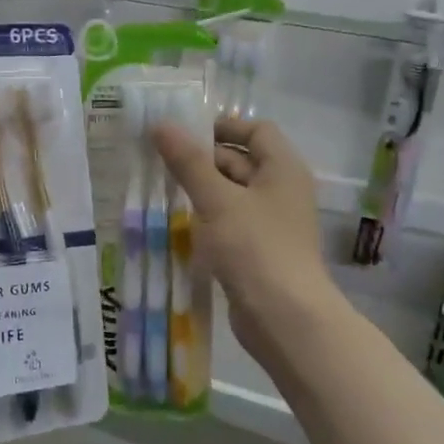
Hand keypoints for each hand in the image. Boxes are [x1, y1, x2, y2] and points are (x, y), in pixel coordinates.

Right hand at [152, 117, 333, 368]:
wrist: (284, 318)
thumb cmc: (255, 248)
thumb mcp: (217, 200)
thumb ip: (189, 162)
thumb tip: (161, 124)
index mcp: (282, 168)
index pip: (256, 129)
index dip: (222, 126)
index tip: (183, 134)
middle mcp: (281, 190)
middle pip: (241, 160)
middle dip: (202, 159)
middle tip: (159, 160)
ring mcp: (271, 222)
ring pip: (232, 193)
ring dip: (201, 189)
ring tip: (160, 188)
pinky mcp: (258, 249)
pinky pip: (230, 221)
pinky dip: (207, 217)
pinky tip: (178, 223)